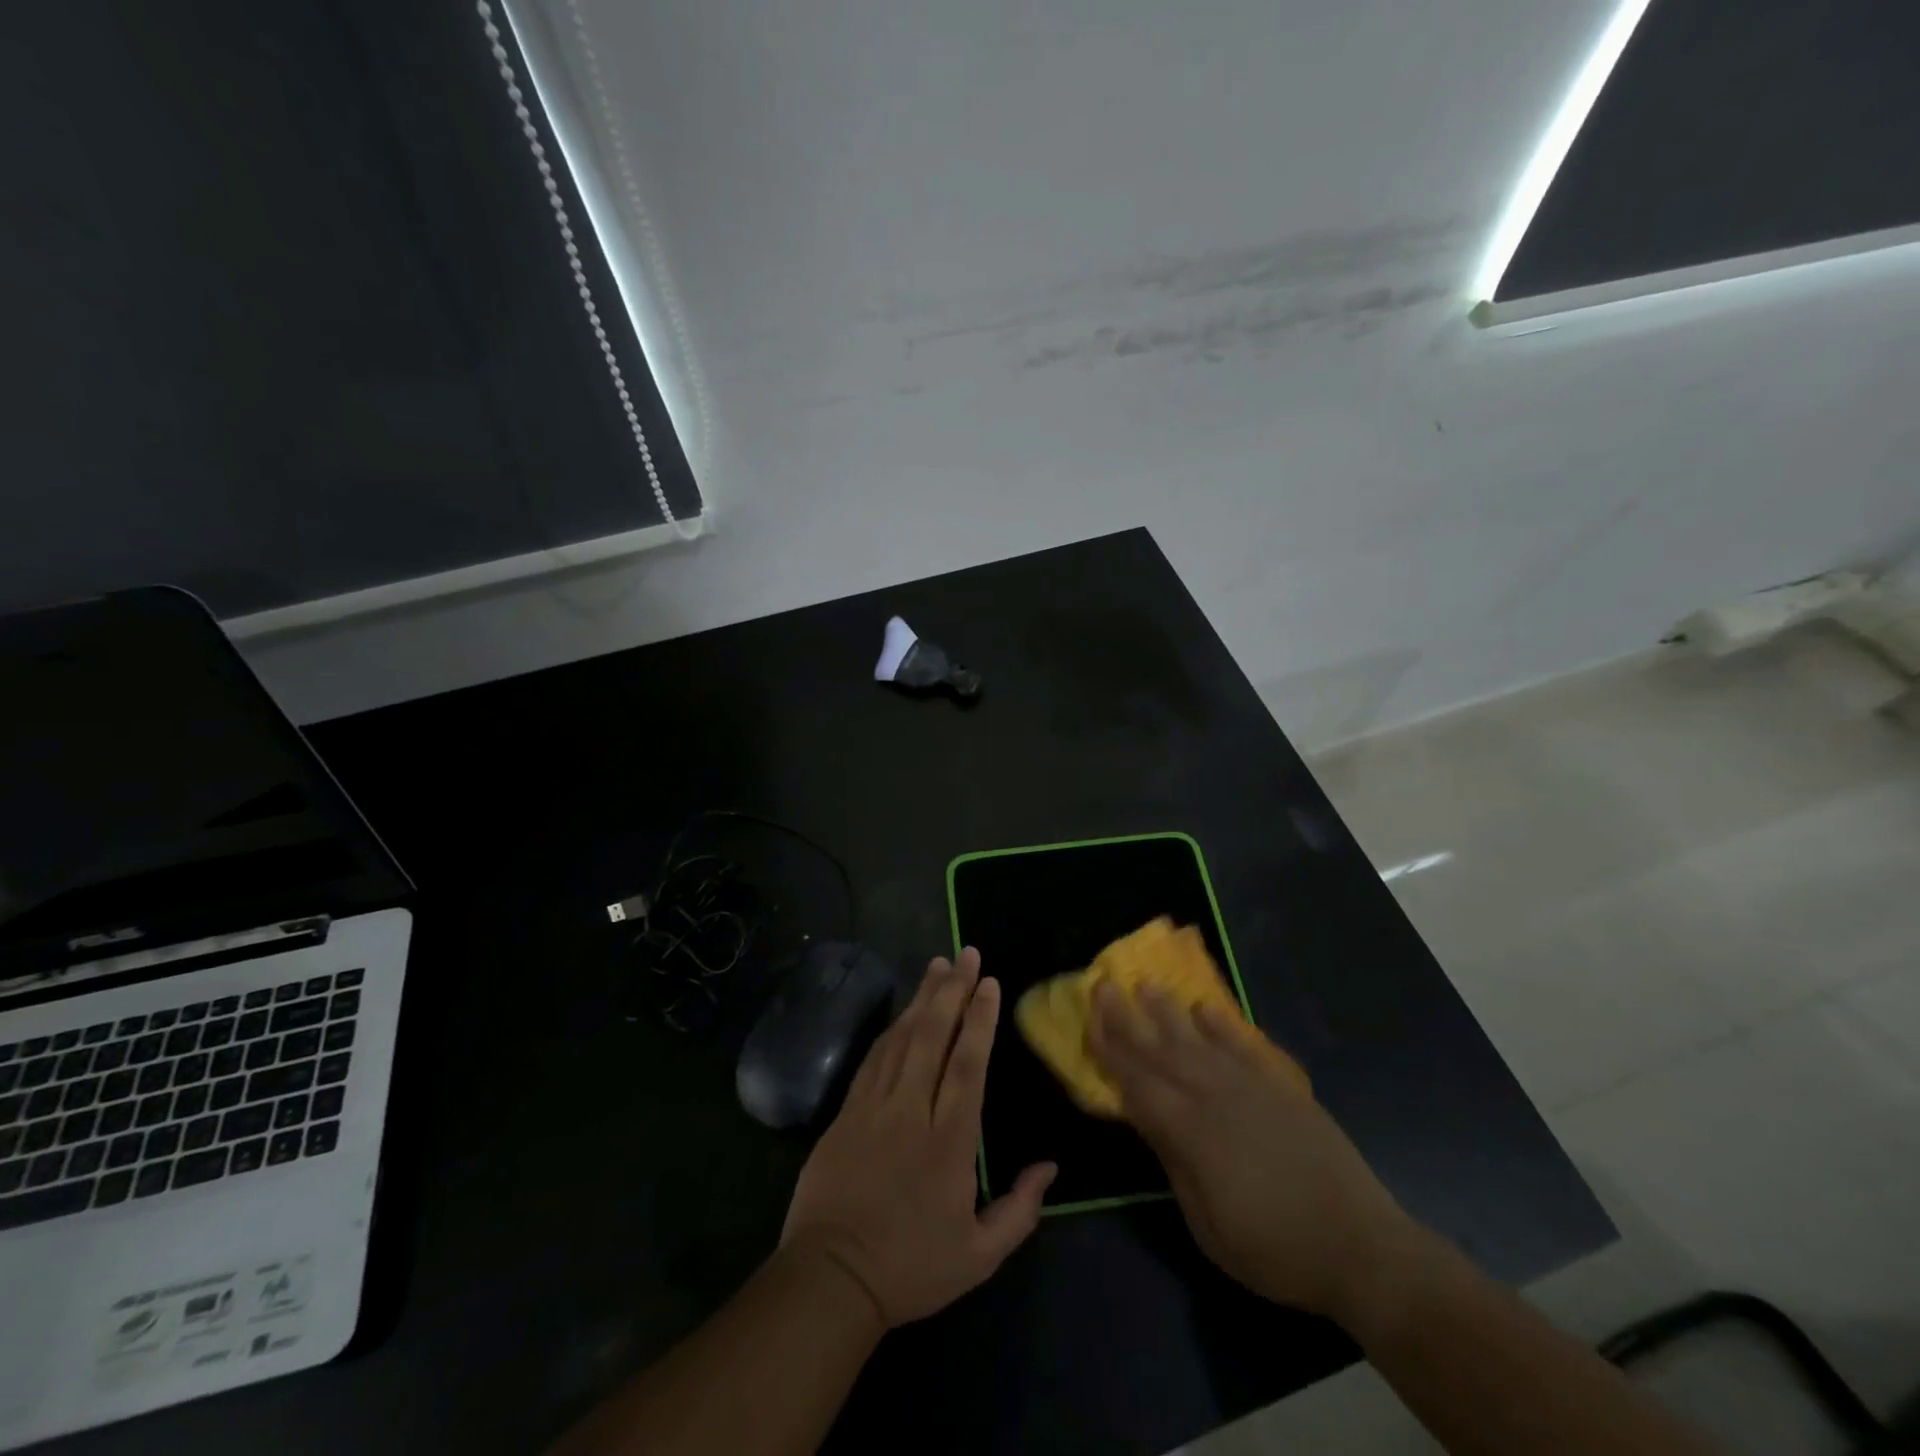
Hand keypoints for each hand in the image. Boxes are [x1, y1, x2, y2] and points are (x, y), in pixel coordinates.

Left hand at [782, 947, 1056, 1327]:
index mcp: (948, 1140)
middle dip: (953, 990)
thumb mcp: (980, 1256)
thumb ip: (1020, 1210)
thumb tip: (1050, 1166)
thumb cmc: (911, 1267)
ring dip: (922, 997)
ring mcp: (874, 1106)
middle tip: (966, 954)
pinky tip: (903, 1011)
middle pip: (933, 1035)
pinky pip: (874, 1056)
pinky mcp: (847, 1110)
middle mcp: (911, 1110)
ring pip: (902, 1037)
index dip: (979, 1019)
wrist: (831, 1277)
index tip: (989, 982)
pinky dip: (891, 1027)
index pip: (967, 1064)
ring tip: (938, 965)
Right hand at [1089, 983, 1411, 1320]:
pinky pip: (1244, 1046)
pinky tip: (1205, 1008)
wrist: (1360, 1247)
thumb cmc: (1275, 1250)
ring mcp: (1251, 1087)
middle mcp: (1215, 1097)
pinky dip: (1222, 1025)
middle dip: (1129, 1018)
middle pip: (1162, 1051)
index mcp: (1191, 1133)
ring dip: (1169, 1011)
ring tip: (1147, 985)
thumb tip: (1149, 1122)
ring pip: (1199, 1040)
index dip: (1110, 1053)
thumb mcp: (1208, 1227)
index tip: (1088, 1021)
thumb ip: (1174, 1165)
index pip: (1138, 1084)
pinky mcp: (1282, 1088)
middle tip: (1105, 985)